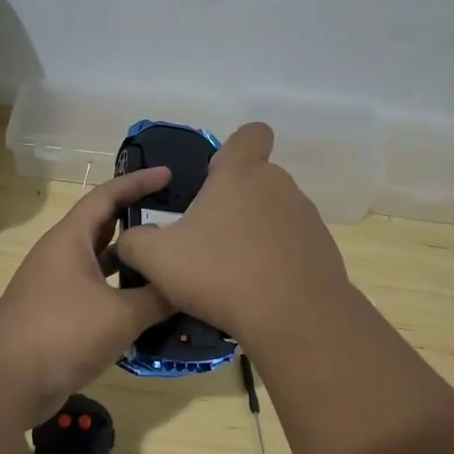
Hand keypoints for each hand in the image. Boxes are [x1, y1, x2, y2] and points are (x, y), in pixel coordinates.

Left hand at [0, 167, 175, 403]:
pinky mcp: (57, 314)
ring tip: (169, 261)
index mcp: (70, 239)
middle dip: (138, 220)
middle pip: (104, 227)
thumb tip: (187, 285)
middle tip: (176, 218)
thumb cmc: (63, 332)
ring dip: (131, 262)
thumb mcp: (120, 314)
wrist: (7, 381)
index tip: (168, 173)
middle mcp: (61, 255)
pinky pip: (96, 292)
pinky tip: (148, 306)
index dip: (138, 182)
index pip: (107, 196)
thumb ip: (157, 297)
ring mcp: (56, 285)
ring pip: (101, 263)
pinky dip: (121, 293)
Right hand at [114, 123, 350, 341]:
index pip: (251, 134)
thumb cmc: (221, 273)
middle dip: (233, 201)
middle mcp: (278, 185)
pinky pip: (291, 244)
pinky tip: (258, 289)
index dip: (234, 149)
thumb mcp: (157, 259)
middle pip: (256, 179)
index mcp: (241, 173)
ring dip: (254, 232)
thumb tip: (132, 239)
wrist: (294, 319)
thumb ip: (135, 242)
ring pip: (273, 213)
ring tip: (232, 271)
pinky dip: (276, 259)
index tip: (215, 178)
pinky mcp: (322, 249)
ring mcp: (306, 217)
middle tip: (207, 238)